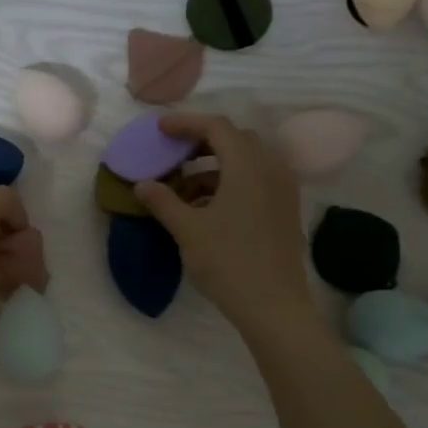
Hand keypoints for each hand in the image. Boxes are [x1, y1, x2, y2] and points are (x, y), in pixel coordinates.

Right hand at [134, 113, 315, 334]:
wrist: (273, 305)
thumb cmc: (228, 262)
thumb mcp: (188, 231)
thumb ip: (163, 202)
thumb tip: (142, 184)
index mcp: (247, 167)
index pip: (216, 127)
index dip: (186, 123)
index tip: (160, 129)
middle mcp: (271, 169)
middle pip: (236, 139)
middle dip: (202, 141)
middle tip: (174, 153)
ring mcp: (283, 189)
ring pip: (248, 161)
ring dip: (216, 164)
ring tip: (186, 187)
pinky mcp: (285, 209)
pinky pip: (258, 179)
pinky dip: (231, 181)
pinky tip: (209, 207)